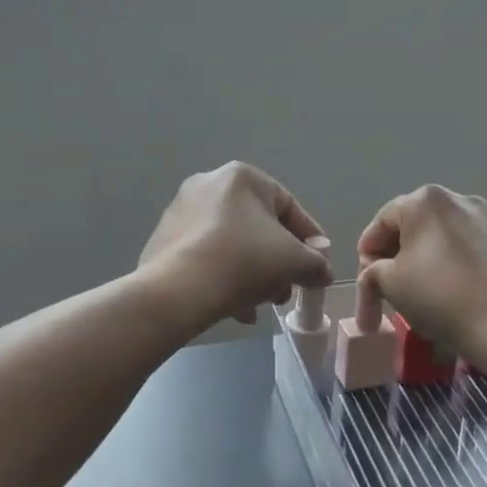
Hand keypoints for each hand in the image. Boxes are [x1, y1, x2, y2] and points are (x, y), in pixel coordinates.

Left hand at [139, 163, 333, 330]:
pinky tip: (236, 309)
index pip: (289, 207)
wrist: (177, 291)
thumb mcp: (294, 262)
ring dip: (254, 275)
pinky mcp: (164, 241)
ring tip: (261, 305)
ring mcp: (181, 212)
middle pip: (258, 228)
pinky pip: (207, 257)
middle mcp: (208, 185)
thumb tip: (322, 271)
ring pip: (232, 245)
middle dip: (278, 263)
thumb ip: (316, 263)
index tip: (318, 267)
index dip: (310, 240)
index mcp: (241, 177)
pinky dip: (225, 278)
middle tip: (286, 291)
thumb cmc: (243, 261)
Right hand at [357, 185, 486, 356]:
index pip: (381, 223)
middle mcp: (460, 199)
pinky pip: (478, 251)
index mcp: (424, 201)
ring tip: (431, 294)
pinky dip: (465, 267)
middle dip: (401, 257)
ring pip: (449, 238)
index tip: (368, 284)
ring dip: (433, 260)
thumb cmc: (441, 297)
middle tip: (394, 290)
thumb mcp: (390, 284)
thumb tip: (378, 273)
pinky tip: (465, 294)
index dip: (367, 255)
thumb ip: (373, 271)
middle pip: (416, 227)